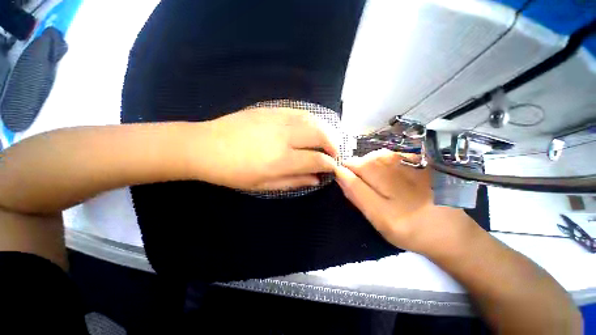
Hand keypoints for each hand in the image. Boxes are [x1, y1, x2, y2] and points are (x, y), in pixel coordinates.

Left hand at [194, 107, 338, 190]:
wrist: (205, 147)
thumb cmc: (234, 172)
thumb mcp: (263, 186)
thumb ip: (293, 182)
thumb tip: (316, 179)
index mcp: (281, 160)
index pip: (317, 160)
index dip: (329, 164)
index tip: (333, 167)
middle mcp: (284, 137)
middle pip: (321, 135)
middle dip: (333, 144)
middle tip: (334, 152)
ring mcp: (277, 119)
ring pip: (313, 120)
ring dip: (326, 130)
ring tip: (328, 139)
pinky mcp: (270, 109)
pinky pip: (299, 111)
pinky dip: (312, 119)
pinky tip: (313, 125)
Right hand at [334, 149, 476, 255]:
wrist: (450, 230)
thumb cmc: (408, 230)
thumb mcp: (378, 221)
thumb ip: (357, 198)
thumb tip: (340, 177)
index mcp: (389, 212)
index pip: (354, 182)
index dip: (342, 174)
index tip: (338, 173)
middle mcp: (403, 189)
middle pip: (364, 164)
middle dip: (354, 167)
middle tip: (357, 177)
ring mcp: (416, 172)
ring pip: (376, 156)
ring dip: (367, 163)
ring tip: (372, 175)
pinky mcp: (425, 163)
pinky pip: (391, 154)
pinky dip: (381, 160)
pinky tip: (387, 170)